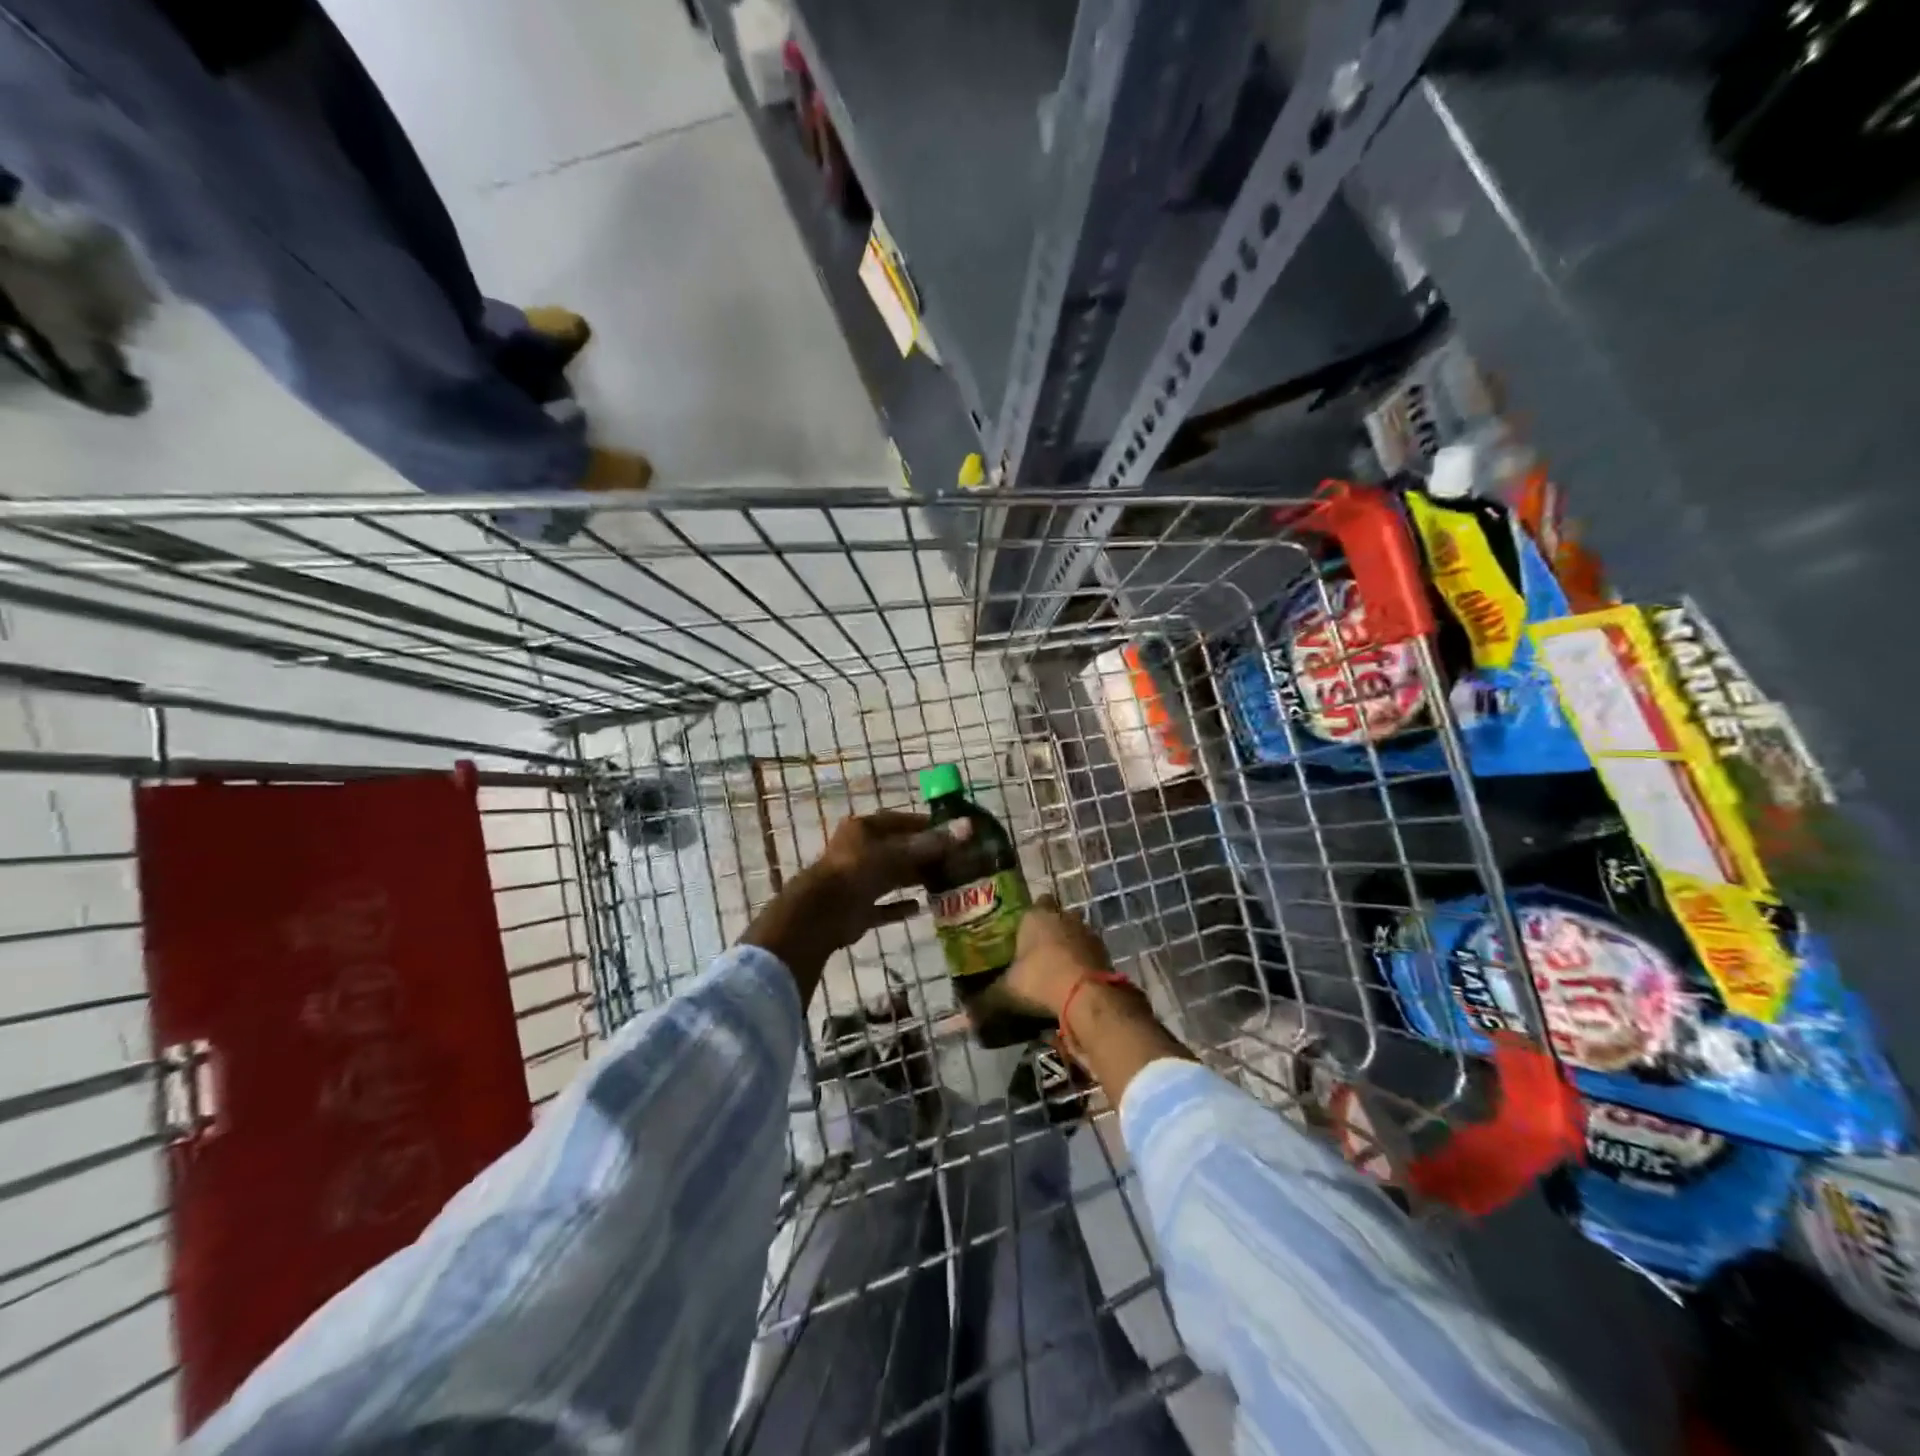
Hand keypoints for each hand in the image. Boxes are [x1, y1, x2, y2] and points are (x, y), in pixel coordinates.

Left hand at [742, 810, 965, 998]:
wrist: (822, 913)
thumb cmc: (858, 870)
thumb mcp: (898, 853)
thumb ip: (932, 844)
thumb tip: (968, 827)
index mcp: (864, 829)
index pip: (900, 821)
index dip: (926, 825)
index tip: (952, 832)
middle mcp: (860, 851)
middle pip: (898, 850)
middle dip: (924, 855)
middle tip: (955, 861)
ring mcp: (858, 881)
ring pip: (892, 877)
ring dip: (915, 879)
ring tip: (946, 882)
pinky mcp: (858, 908)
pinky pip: (884, 906)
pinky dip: (901, 906)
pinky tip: (922, 908)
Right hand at [1005, 896, 1193, 1101]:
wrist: (1088, 997)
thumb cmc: (1040, 981)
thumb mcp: (1006, 992)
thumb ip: (987, 1000)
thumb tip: (966, 1015)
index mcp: (1035, 916)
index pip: (1033, 905)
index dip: (1029, 918)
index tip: (1022, 935)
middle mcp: (1064, 917)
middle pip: (1057, 917)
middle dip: (1050, 931)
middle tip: (1037, 953)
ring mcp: (1088, 933)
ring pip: (1076, 934)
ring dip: (1069, 948)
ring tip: (1056, 972)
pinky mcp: (1106, 953)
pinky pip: (1090, 955)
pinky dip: (1084, 965)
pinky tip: (1074, 984)